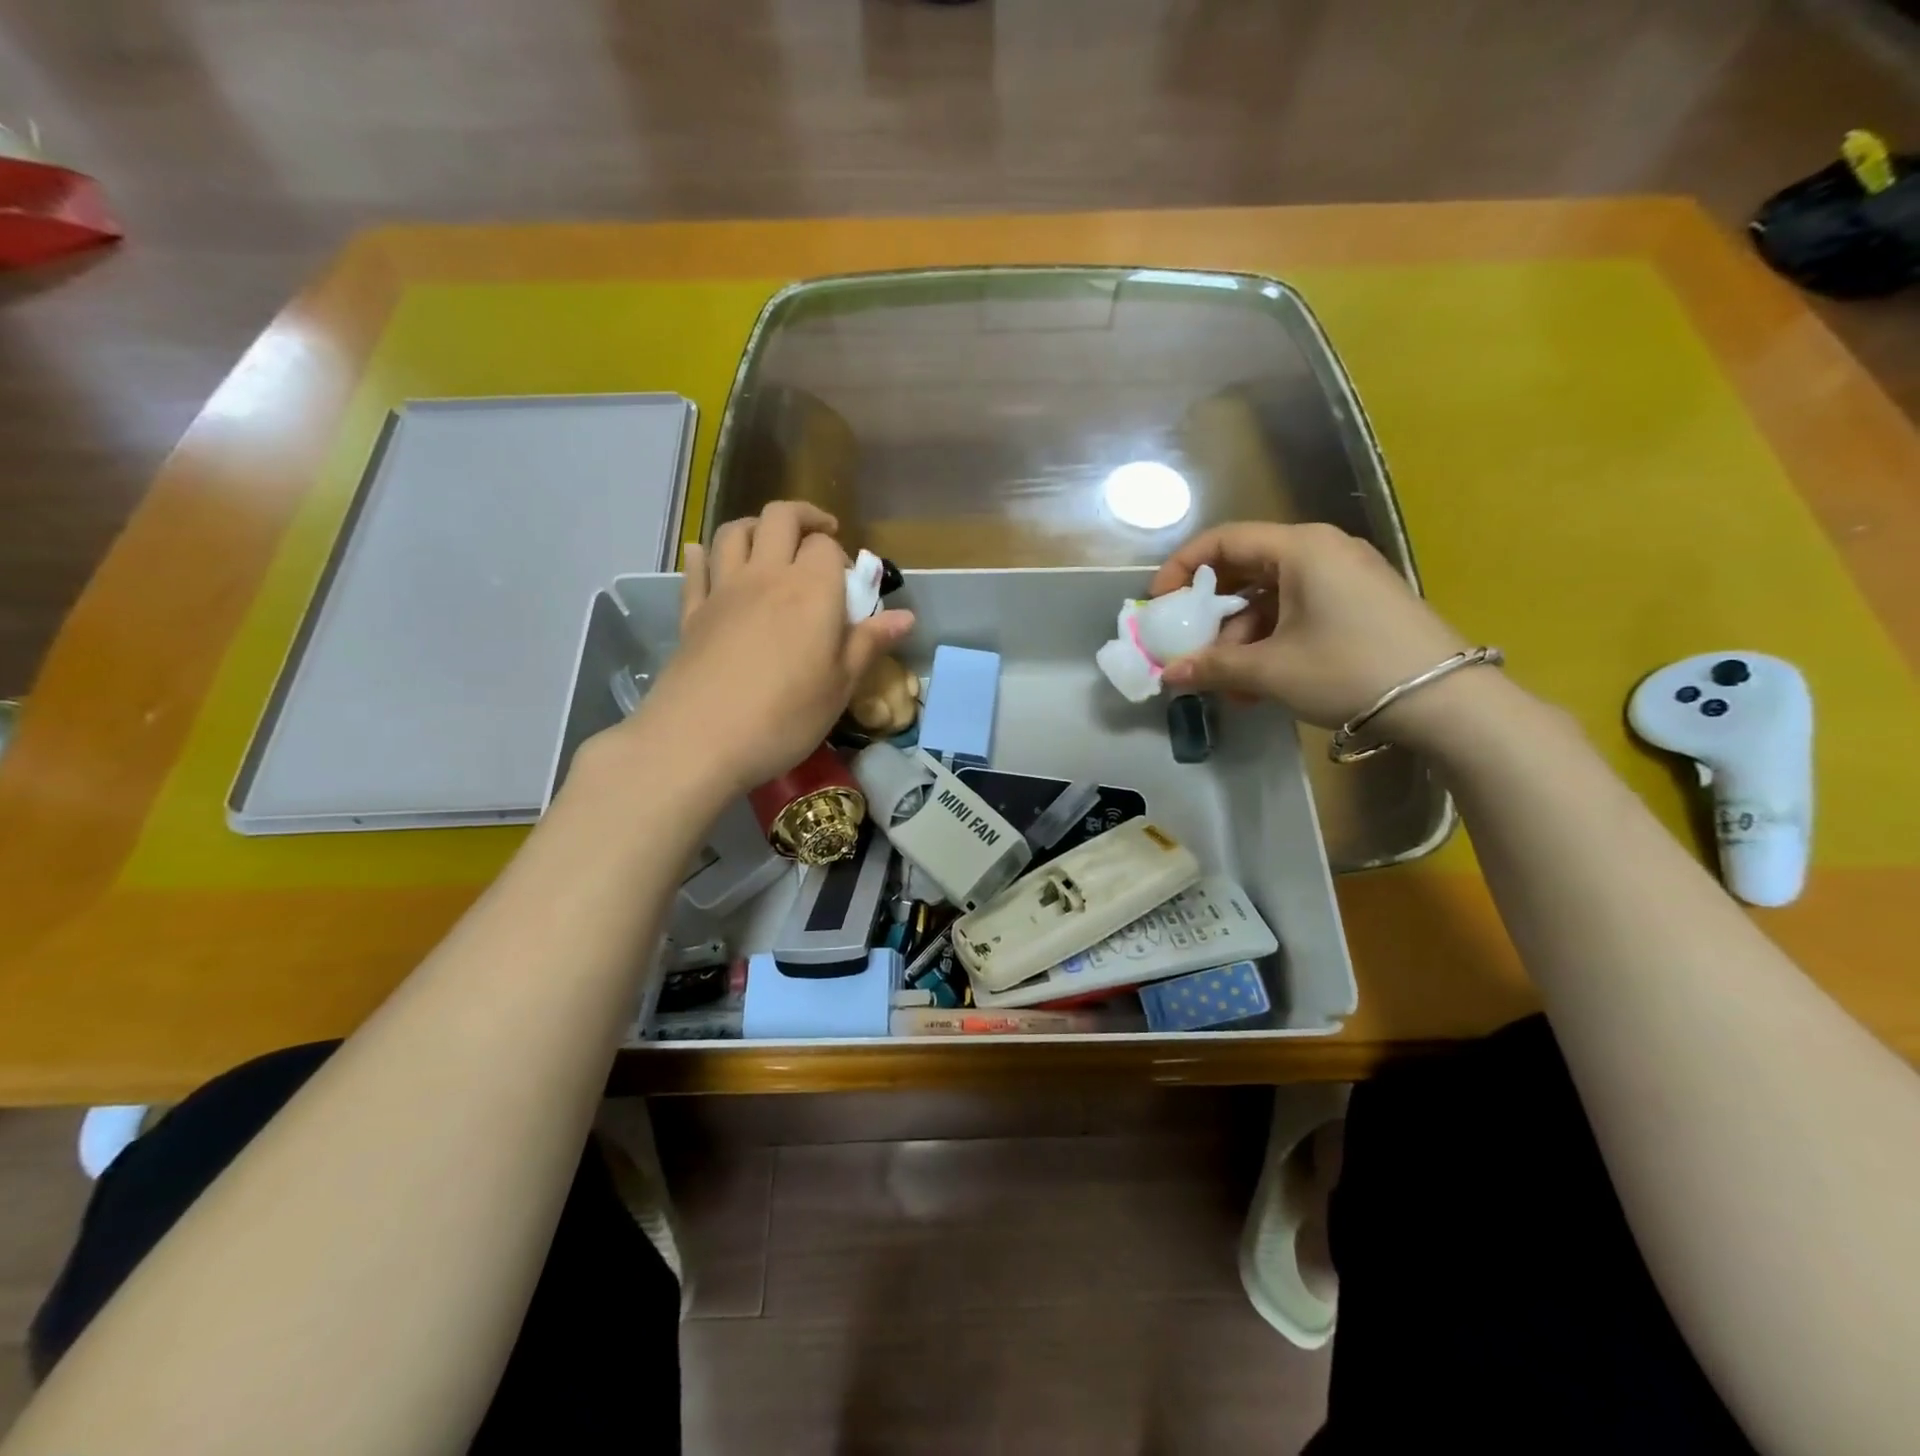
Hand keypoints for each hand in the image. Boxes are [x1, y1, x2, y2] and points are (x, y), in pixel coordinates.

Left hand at [627, 502, 912, 796]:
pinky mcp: (692, 613)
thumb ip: (870, 643)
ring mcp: (723, 590)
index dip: (839, 557)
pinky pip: (696, 568)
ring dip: (756, 526)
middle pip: (780, 518)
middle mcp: (766, 575)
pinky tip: (704, 555)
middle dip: (804, 518)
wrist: (700, 739)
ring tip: (770, 543)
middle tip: (820, 535)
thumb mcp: (840, 685)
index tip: (847, 584)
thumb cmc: (785, 716)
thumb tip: (906, 616)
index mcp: (811, 589)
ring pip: (734, 532)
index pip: (826, 546)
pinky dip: (703, 554)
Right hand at [1151, 522, 1470, 730]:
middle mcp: (1322, 551)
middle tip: (1192, 649)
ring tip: (1230, 684)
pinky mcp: (1359, 604)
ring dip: (1241, 639)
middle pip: (1246, 570)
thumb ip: (1212, 667)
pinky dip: (1271, 642)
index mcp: (1301, 549)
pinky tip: (1261, 683)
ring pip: (1271, 598)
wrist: (1446, 701)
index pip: (1224, 541)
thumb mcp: (1271, 670)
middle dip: (1212, 616)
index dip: (1183, 569)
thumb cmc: (1349, 669)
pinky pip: (1298, 612)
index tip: (1158, 603)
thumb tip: (1168, 674)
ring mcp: (1345, 577)